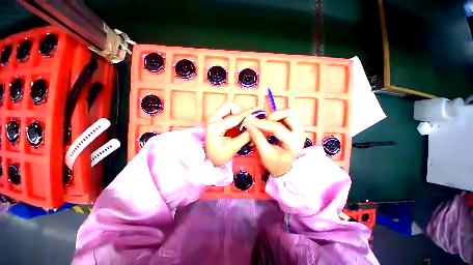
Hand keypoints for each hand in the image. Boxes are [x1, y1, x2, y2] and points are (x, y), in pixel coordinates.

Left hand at [205, 102, 260, 165]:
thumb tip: (256, 127)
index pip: (234, 117)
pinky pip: (228, 112)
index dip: (248, 113)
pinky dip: (236, 115)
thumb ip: (245, 136)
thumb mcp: (233, 147)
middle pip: (229, 105)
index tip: (258, 110)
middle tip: (248, 119)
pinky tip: (241, 123)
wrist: (209, 158)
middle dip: (240, 110)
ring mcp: (214, 118)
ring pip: (229, 107)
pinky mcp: (217, 120)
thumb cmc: (219, 155)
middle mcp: (213, 119)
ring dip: (239, 112)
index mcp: (215, 127)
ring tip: (246, 122)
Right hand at [245, 108, 304, 176]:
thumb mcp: (264, 153)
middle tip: (263, 122)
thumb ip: (257, 137)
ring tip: (266, 122)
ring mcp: (300, 130)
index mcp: (293, 144)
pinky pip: (287, 116)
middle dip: (273, 115)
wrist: (284, 168)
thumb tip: (248, 123)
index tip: (249, 120)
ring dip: (275, 115)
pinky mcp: (296, 128)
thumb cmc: (274, 163)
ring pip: (289, 113)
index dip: (262, 123)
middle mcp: (300, 134)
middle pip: (289, 114)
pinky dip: (277, 117)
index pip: (277, 128)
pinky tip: (271, 124)